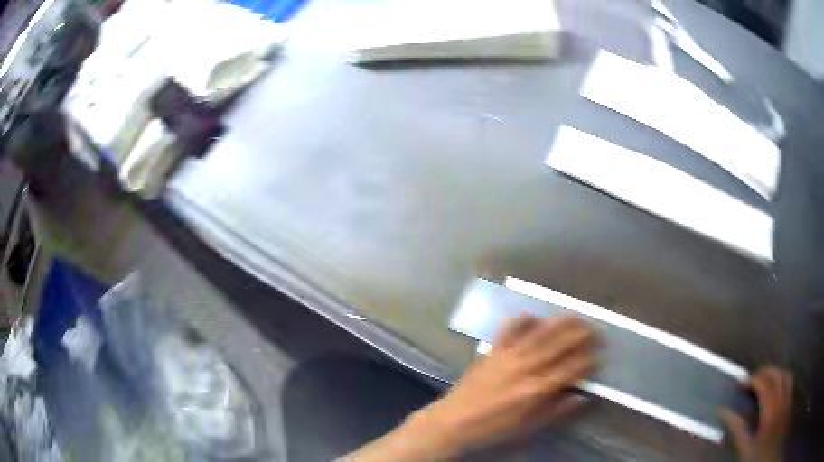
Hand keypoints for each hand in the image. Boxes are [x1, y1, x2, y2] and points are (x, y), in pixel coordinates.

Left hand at [346, 315, 596, 460]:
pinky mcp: (491, 351)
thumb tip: (583, 397)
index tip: (599, 355)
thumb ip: (557, 411)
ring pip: (539, 334)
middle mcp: (525, 368)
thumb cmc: (494, 428)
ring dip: (559, 323)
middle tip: (595, 328)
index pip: (570, 370)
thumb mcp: (528, 427)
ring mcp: (507, 356)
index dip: (588, 361)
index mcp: (536, 390)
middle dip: (580, 335)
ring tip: (575, 316)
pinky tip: (533, 315)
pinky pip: (508, 330)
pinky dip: (521, 320)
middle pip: (558, 346)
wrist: (454, 422)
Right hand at [720, 366, 792, 461]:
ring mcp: (788, 397)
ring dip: (775, 372)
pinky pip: (789, 381)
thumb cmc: (757, 454)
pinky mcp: (790, 401)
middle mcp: (782, 397)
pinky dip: (782, 378)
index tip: (740, 384)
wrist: (768, 456)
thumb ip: (738, 428)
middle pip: (777, 374)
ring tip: (764, 379)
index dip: (752, 379)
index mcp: (771, 407)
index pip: (764, 383)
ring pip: (785, 374)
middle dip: (764, 372)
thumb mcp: (746, 446)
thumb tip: (723, 411)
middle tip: (751, 380)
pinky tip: (776, 387)